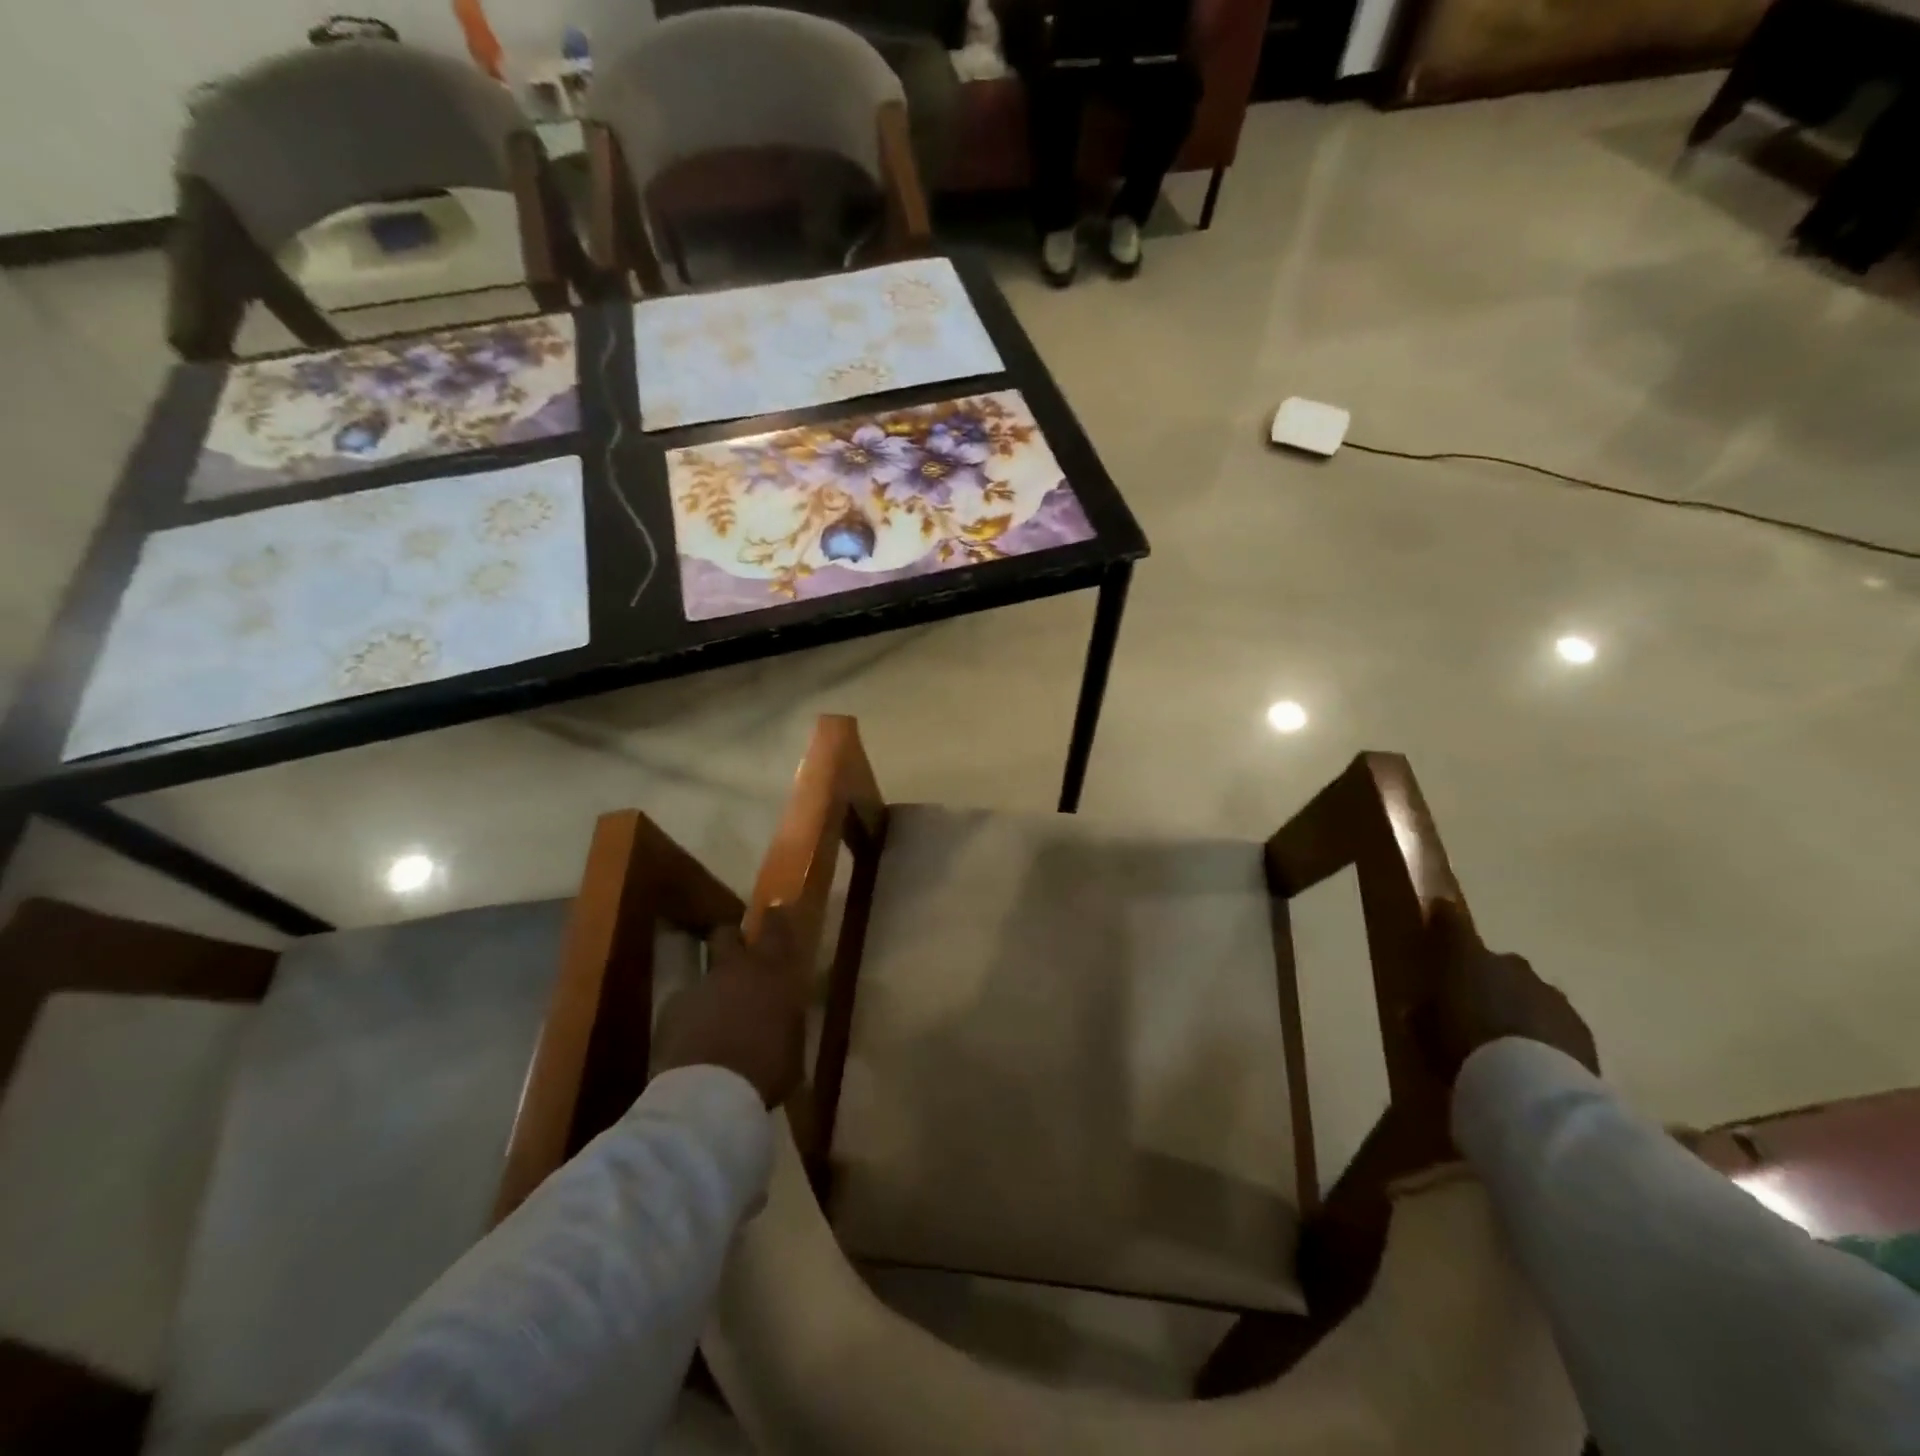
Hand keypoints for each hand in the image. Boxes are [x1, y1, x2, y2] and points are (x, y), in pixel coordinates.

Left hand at [651, 908, 808, 1108]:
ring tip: (717, 1017)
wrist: (709, 1094)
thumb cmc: (766, 1070)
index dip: (775, 917)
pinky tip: (695, 1042)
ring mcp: (701, 986)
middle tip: (739, 954)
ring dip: (713, 987)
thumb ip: (789, 1020)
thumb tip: (787, 1017)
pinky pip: (686, 1004)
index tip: (775, 911)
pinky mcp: (672, 1008)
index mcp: (774, 973)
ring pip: (706, 973)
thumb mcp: (794, 1046)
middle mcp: (737, 969)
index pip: (776, 927)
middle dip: (733, 939)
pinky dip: (692, 1017)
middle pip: (728, 934)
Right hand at [1423, 901, 1598, 1084]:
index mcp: (1467, 959)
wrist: (1533, 1088)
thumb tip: (1417, 1010)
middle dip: (1486, 978)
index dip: (1443, 916)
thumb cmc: (1464, 1048)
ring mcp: (1550, 995)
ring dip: (1517, 1005)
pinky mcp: (1579, 1027)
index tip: (1438, 910)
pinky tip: (1532, 1057)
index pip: (1451, 923)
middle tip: (1472, 1005)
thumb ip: (1422, 1015)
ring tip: (1505, 1038)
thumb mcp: (1424, 1033)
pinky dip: (1542, 1031)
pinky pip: (1553, 1020)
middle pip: (1496, 963)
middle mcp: (1511, 966)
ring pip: (1528, 991)